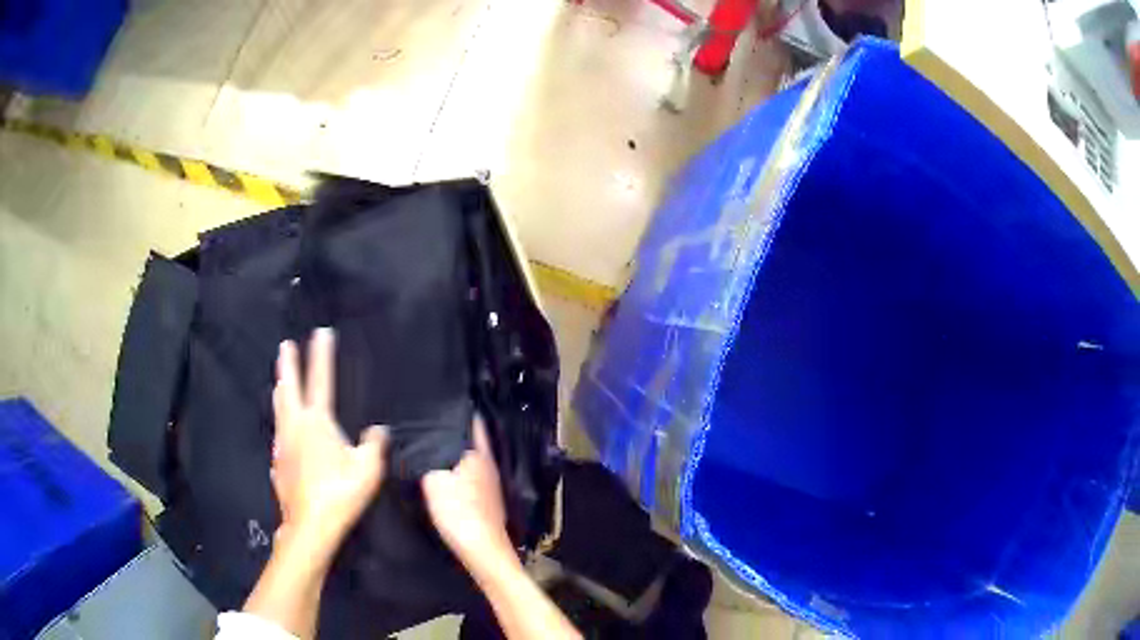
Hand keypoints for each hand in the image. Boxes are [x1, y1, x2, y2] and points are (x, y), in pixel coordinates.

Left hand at [272, 328, 387, 557]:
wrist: (310, 524)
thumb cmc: (340, 493)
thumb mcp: (368, 470)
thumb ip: (373, 445)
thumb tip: (378, 430)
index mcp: (317, 422)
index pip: (320, 380)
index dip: (321, 355)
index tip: (321, 332)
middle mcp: (295, 426)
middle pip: (290, 388)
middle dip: (289, 364)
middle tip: (285, 345)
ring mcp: (282, 444)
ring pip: (279, 409)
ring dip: (281, 391)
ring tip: (280, 381)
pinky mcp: (277, 462)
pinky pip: (279, 436)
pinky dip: (281, 425)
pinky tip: (282, 434)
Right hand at [422, 417, 514, 577]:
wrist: (484, 551)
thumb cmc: (460, 512)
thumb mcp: (434, 480)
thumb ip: (427, 458)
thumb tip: (419, 440)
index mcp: (479, 454)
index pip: (472, 420)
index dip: (458, 409)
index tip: (440, 400)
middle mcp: (489, 464)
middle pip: (471, 438)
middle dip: (453, 429)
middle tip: (429, 421)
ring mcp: (491, 483)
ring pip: (471, 457)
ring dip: (455, 450)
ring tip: (431, 444)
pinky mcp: (487, 500)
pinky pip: (470, 474)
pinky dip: (458, 468)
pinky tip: (444, 473)